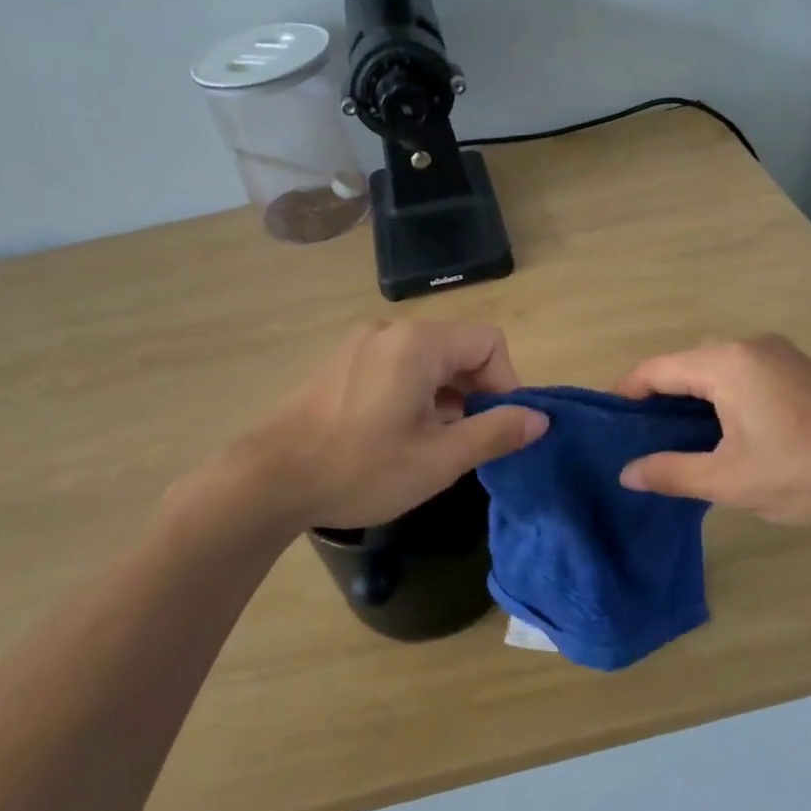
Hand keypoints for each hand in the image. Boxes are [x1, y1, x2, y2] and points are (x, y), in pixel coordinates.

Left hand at [235, 321, 547, 529]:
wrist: (269, 479)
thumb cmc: (361, 468)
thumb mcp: (439, 458)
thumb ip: (495, 432)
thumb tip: (540, 418)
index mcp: (418, 343)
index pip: (488, 341)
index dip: (506, 382)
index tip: (497, 427)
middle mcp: (390, 331)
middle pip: (457, 348)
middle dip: (475, 391)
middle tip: (466, 442)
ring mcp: (360, 344)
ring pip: (426, 360)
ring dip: (444, 396)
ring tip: (431, 444)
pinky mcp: (340, 363)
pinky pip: (395, 367)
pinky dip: (413, 394)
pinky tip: (398, 435)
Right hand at [614, 335, 810, 525]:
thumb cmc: (804, 471)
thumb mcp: (730, 481)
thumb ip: (672, 472)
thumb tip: (627, 473)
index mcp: (725, 364)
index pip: (656, 370)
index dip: (627, 392)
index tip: (609, 420)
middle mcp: (748, 346)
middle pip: (685, 364)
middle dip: (659, 397)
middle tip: (642, 436)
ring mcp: (779, 354)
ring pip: (716, 368)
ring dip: (692, 397)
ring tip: (678, 438)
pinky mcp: (800, 369)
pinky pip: (743, 373)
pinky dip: (722, 395)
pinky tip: (725, 430)